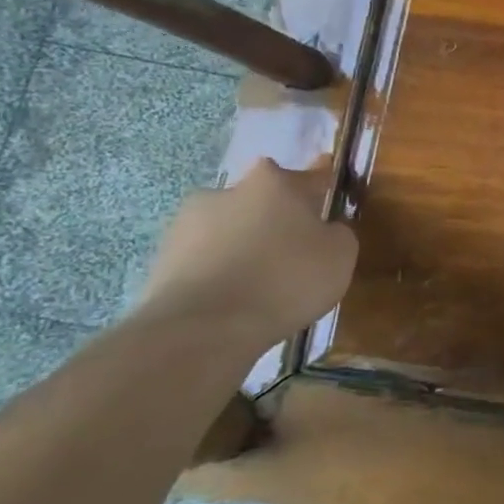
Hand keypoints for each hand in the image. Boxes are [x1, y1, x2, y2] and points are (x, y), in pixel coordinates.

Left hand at [138, 160, 358, 349]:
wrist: (204, 328)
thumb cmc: (286, 280)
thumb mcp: (340, 255)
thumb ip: (336, 233)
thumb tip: (324, 230)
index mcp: (275, 183)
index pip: (310, 175)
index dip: (323, 179)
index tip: (328, 179)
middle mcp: (228, 191)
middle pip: (262, 198)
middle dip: (276, 214)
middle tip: (293, 246)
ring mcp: (188, 223)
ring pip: (229, 227)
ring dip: (243, 242)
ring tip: (259, 280)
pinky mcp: (162, 259)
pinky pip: (204, 258)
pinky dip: (219, 269)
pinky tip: (233, 296)